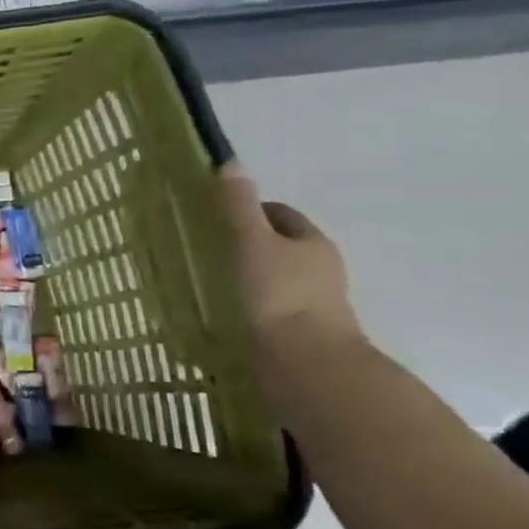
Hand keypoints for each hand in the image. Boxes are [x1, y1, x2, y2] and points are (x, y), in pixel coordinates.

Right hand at [217, 163, 365, 358]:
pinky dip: (251, 306)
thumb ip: (237, 206)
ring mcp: (313, 305)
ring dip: (249, 278)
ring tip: (212, 282)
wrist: (307, 366)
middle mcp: (319, 270)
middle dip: (248, 245)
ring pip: (276, 280)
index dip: (250, 210)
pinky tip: (226, 311)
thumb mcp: (252, 242)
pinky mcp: (301, 334)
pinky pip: (271, 309)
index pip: (280, 214)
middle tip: (208, 249)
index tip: (216, 218)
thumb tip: (229, 162)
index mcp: (312, 243)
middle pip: (280, 247)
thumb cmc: (279, 295)